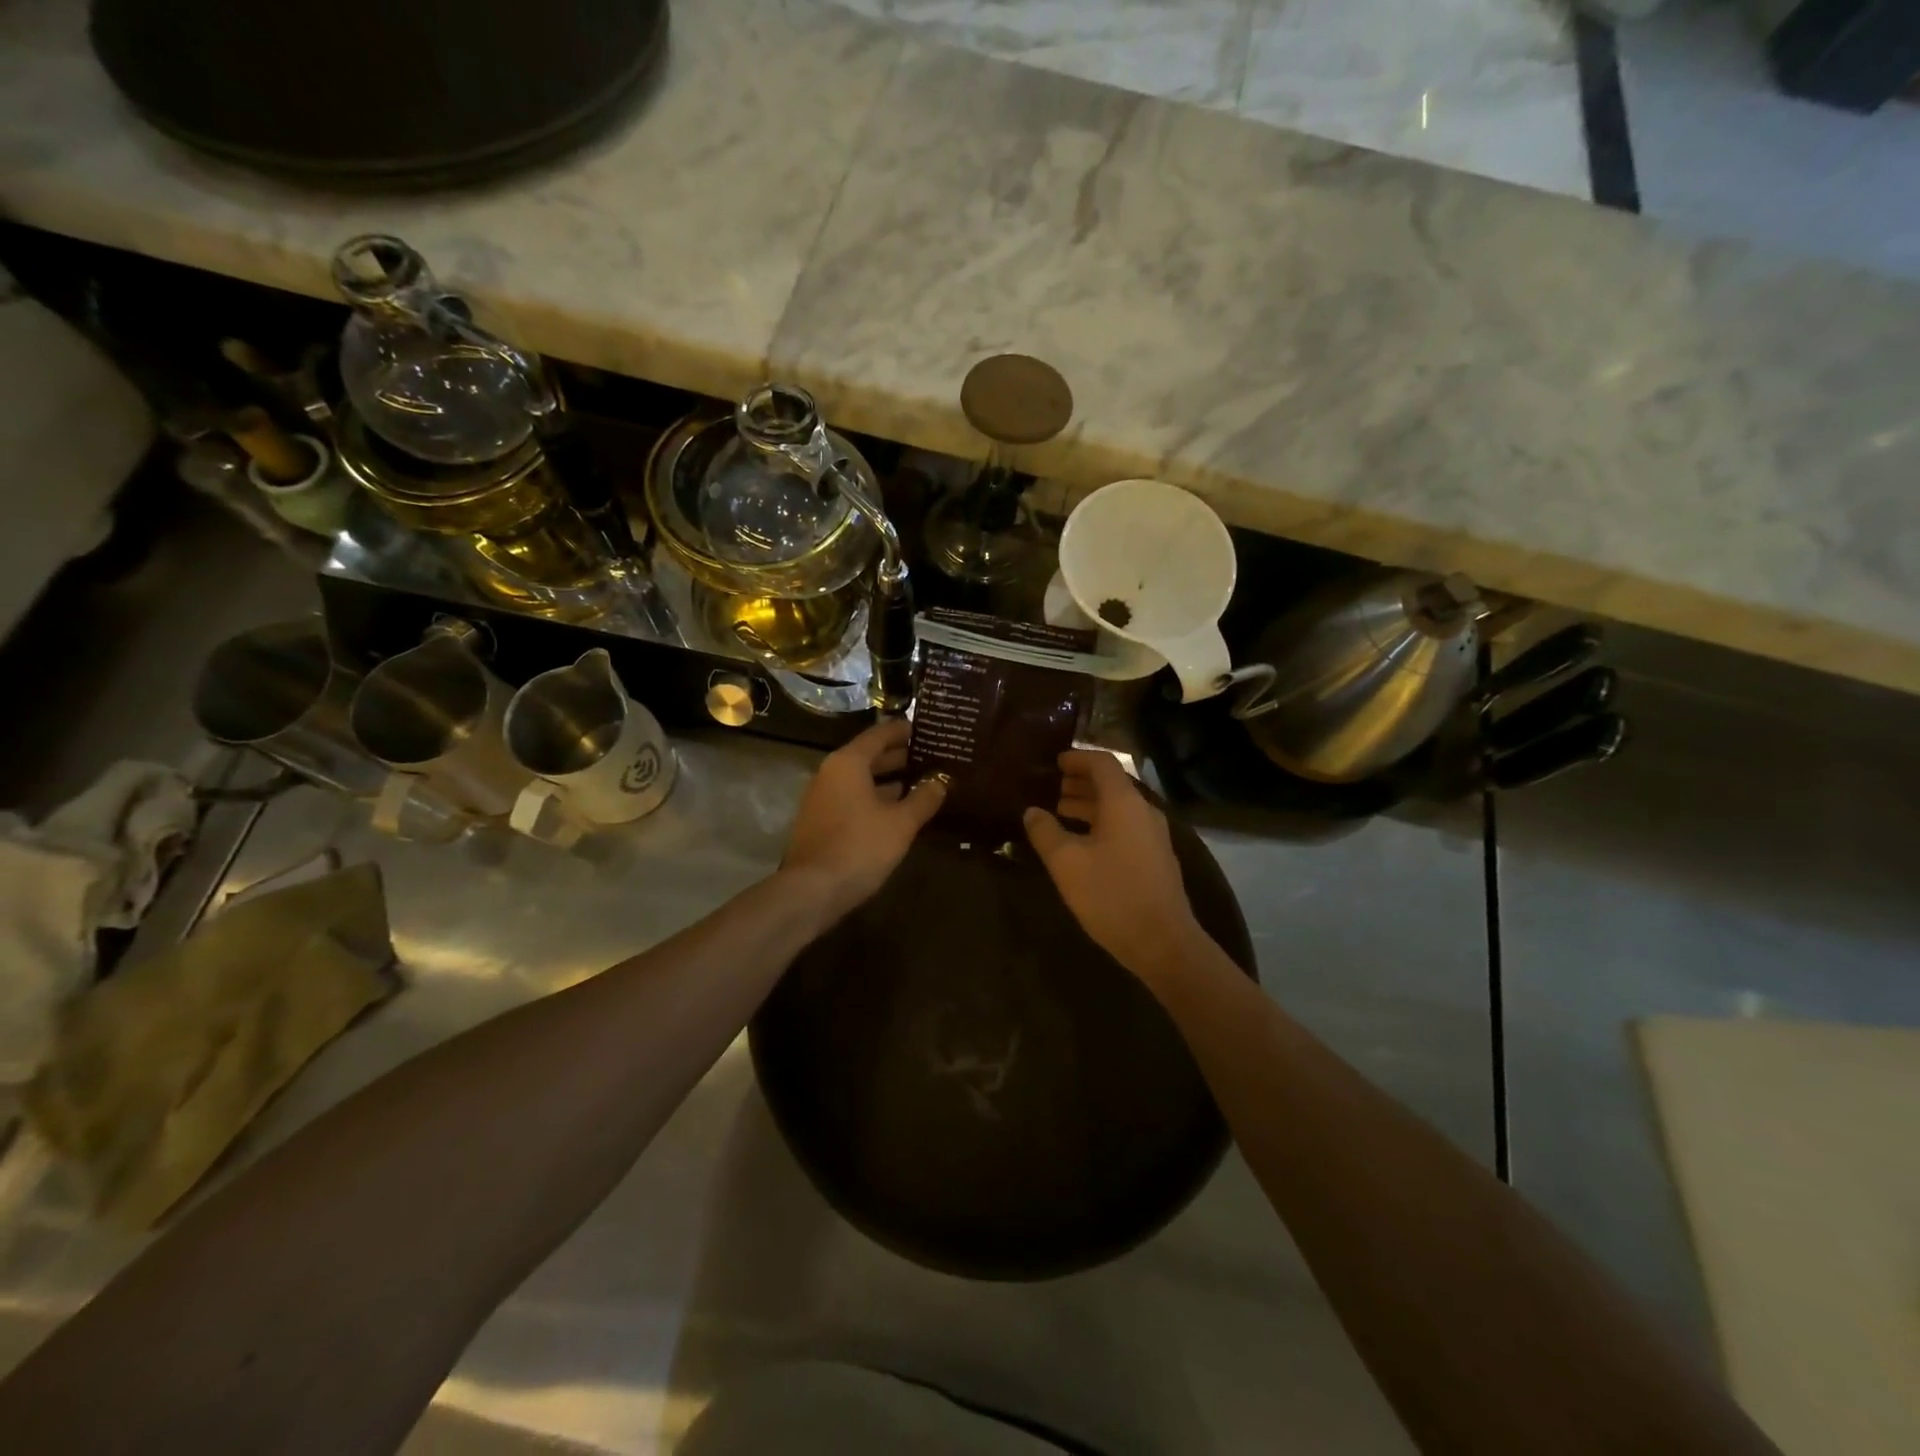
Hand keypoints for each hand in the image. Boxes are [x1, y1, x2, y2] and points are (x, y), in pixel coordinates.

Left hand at [781, 718, 946, 923]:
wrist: (811, 890)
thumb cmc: (860, 847)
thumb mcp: (901, 823)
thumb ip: (923, 798)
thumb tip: (941, 781)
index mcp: (848, 762)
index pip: (880, 734)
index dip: (904, 730)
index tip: (928, 730)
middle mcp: (831, 773)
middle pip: (869, 756)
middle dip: (900, 756)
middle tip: (933, 757)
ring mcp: (823, 798)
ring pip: (862, 780)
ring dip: (890, 780)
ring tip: (923, 783)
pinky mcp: (821, 822)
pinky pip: (854, 799)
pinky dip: (876, 799)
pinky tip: (899, 812)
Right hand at [1023, 750, 1207, 980]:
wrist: (1162, 942)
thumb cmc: (1111, 895)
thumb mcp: (1066, 863)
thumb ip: (1045, 831)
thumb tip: (1031, 811)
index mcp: (1124, 803)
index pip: (1102, 763)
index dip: (1076, 758)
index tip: (1052, 761)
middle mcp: (1143, 811)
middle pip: (1110, 784)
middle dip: (1079, 782)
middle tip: (1048, 787)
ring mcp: (1152, 836)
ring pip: (1116, 808)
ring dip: (1088, 805)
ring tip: (1057, 813)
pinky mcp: (1154, 858)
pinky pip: (1124, 827)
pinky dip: (1099, 824)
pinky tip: (1079, 843)